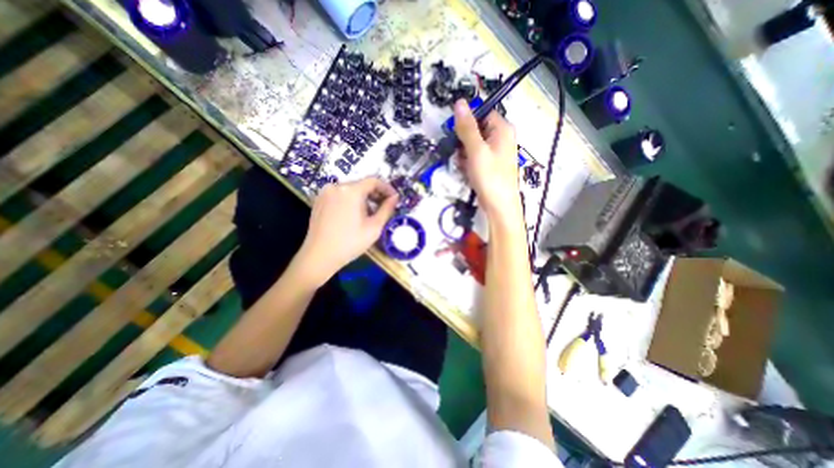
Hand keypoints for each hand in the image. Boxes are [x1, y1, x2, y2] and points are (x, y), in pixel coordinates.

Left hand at [293, 177, 396, 284]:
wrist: (319, 256)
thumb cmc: (350, 243)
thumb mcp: (374, 227)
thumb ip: (387, 209)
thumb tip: (395, 198)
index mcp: (351, 191)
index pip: (373, 181)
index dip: (387, 188)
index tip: (394, 198)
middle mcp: (337, 186)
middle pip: (361, 184)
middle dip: (375, 194)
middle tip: (384, 207)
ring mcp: (325, 192)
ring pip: (351, 190)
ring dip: (363, 198)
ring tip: (370, 213)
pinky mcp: (319, 200)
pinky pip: (340, 195)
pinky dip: (351, 200)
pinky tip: (354, 214)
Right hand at [456, 99, 518, 222]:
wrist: (499, 206)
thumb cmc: (490, 176)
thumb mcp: (476, 150)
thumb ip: (467, 127)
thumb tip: (459, 103)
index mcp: (503, 129)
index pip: (482, 113)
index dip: (467, 121)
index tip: (455, 133)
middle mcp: (501, 138)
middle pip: (476, 129)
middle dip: (464, 141)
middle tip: (460, 153)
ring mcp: (495, 153)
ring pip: (473, 145)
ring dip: (464, 153)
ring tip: (464, 165)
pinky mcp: (490, 165)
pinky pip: (475, 157)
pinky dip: (468, 162)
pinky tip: (466, 171)